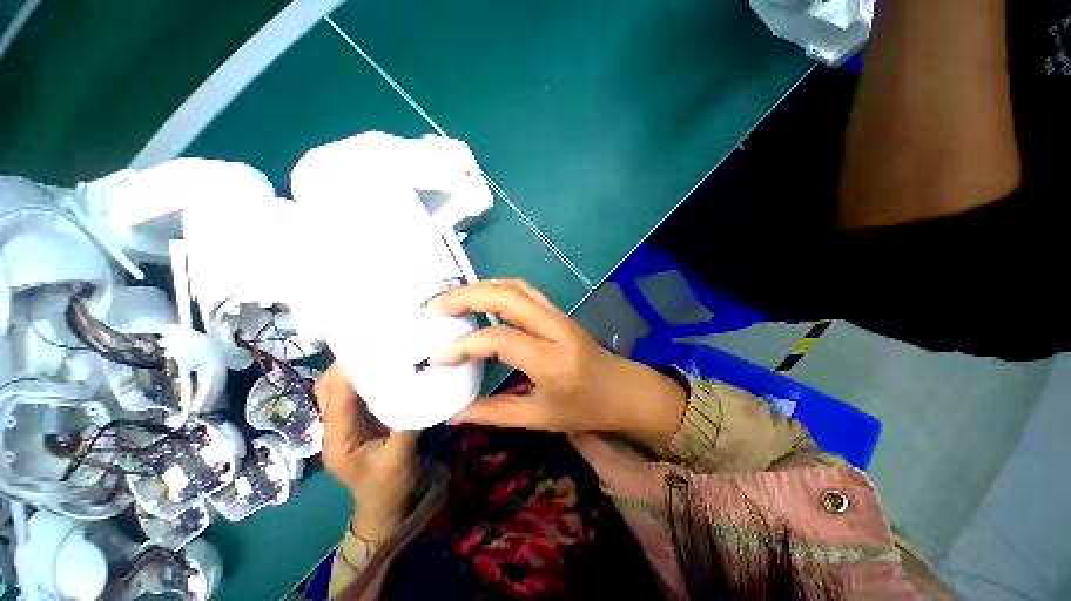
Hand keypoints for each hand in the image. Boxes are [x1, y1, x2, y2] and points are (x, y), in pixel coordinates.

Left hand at [315, 363, 418, 540]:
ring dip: (353, 369)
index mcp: (337, 440)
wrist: (387, 508)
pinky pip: (356, 394)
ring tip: (376, 350)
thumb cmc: (389, 488)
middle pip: (328, 389)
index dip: (349, 372)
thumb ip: (408, 424)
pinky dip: (365, 379)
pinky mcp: (360, 422)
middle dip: (345, 365)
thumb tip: (422, 389)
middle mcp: (335, 429)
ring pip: (339, 390)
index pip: (336, 399)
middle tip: (372, 343)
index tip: (368, 348)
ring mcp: (346, 425)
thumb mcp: (400, 459)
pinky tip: (384, 368)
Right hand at [432, 279, 687, 450]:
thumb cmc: (585, 408)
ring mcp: (558, 314)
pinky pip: (525, 290)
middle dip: (467, 297)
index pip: (500, 340)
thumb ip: (494, 413)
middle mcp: (555, 329)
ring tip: (453, 299)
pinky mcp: (558, 311)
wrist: (622, 389)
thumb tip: (454, 413)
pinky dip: (499, 288)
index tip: (438, 357)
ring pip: (516, 286)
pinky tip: (482, 297)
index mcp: (551, 361)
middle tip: (436, 307)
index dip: (464, 345)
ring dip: (482, 287)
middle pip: (507, 298)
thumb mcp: (540, 418)